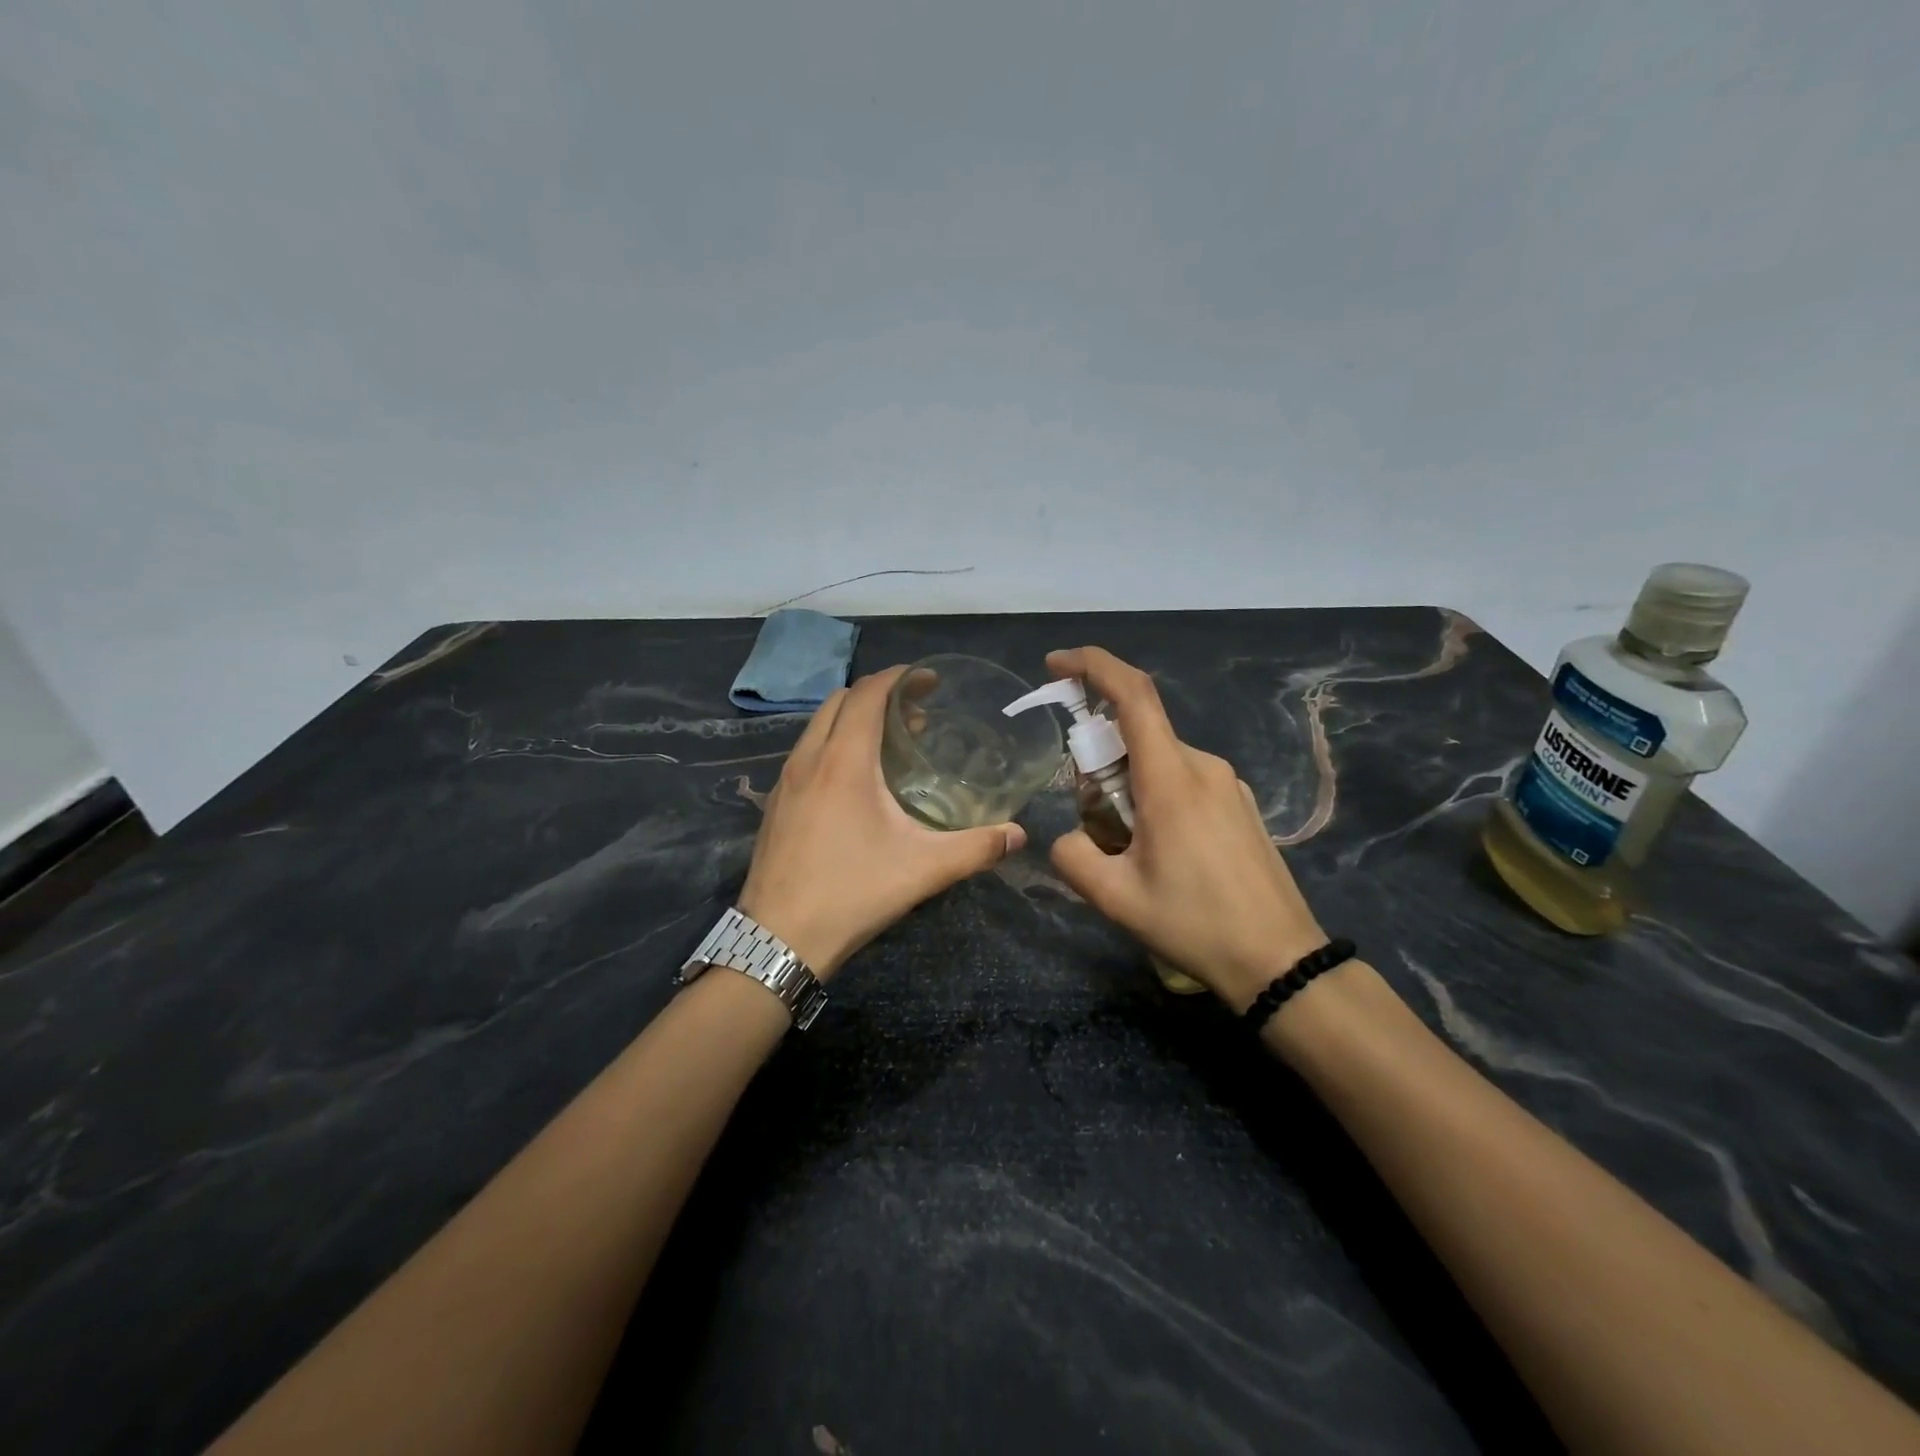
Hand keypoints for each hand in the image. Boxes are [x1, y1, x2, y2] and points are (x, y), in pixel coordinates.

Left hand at [737, 666, 1026, 978]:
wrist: (777, 939)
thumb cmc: (852, 893)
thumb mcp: (923, 870)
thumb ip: (976, 849)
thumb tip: (1019, 836)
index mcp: (843, 761)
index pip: (867, 693)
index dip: (900, 678)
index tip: (930, 681)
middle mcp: (808, 758)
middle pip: (840, 700)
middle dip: (877, 694)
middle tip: (915, 714)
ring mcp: (785, 780)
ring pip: (818, 725)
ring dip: (853, 718)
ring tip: (889, 743)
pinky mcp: (775, 803)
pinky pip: (806, 751)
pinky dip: (833, 743)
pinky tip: (854, 781)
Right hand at [1046, 647, 1327, 1009]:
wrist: (1280, 961)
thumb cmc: (1195, 925)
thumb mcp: (1115, 898)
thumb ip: (1073, 856)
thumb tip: (1068, 837)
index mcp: (1170, 779)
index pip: (1132, 695)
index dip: (1092, 666)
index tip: (1057, 664)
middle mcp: (1202, 767)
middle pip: (1137, 735)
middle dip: (1099, 760)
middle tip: (1091, 819)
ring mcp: (1227, 784)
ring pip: (1159, 761)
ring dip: (1127, 785)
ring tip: (1128, 850)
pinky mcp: (1239, 804)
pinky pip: (1184, 781)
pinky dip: (1155, 797)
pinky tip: (1161, 853)